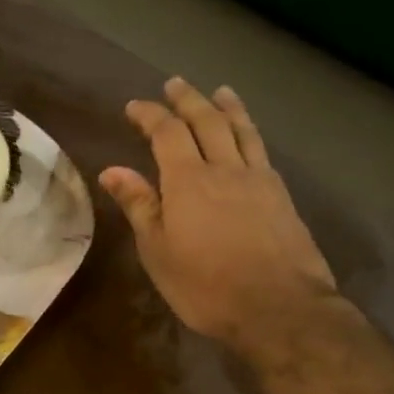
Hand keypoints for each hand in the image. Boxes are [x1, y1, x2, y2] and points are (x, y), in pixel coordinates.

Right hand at [100, 78, 338, 351]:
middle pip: (207, 121)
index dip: (150, 114)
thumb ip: (139, 205)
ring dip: (228, 108)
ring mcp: (259, 181)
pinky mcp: (282, 198)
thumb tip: (112, 170)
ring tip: (221, 91)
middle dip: (188, 100)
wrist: (281, 309)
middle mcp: (225, 169)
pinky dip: (250, 133)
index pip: (166, 133)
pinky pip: (262, 151)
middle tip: (175, 84)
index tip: (134, 106)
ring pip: (242, 131)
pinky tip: (249, 138)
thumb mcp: (158, 250)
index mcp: (188, 180)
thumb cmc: (206, 284)